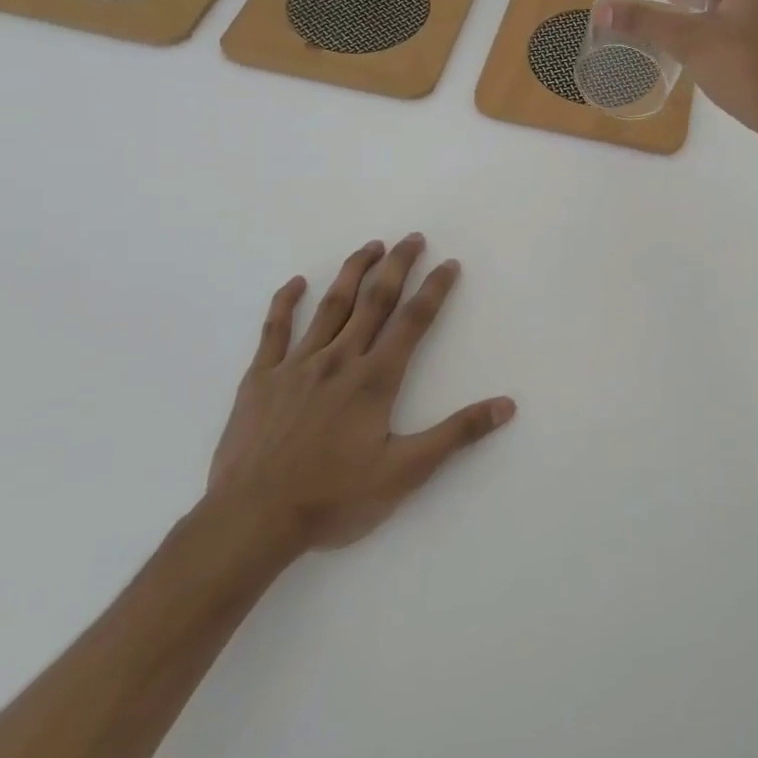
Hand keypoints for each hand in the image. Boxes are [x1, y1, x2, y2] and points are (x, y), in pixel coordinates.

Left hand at [206, 234, 514, 554]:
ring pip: (330, 306)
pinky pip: (274, 331)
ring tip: (370, 246)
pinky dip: (285, 303)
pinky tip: (295, 284)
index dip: (435, 289)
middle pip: (374, 301)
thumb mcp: (405, 472)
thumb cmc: (333, 498)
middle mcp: (339, 360)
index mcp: (375, 379)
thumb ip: (456, 434)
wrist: (252, 520)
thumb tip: (506, 406)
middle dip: (397, 266)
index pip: (414, 321)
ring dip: (352, 272)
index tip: (449, 263)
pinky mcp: (260, 379)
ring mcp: (296, 366)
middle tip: (413, 238)